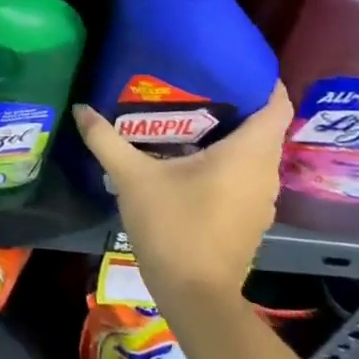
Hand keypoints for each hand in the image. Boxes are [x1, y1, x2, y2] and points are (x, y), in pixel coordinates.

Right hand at [72, 85, 292, 309]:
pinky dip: (226, 160)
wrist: (194, 295)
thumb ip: (106, 139)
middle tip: (195, 84)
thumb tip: (81, 108)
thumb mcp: (132, 177)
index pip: (277, 105)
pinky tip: (190, 159)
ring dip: (230, 134)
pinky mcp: (250, 218)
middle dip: (235, 103)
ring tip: (188, 116)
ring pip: (254, 153)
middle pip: (264, 127)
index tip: (231, 63)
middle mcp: (264, 173)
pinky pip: (245, 175)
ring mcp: (260, 200)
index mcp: (248, 154)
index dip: (263, 80)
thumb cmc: (173, 226)